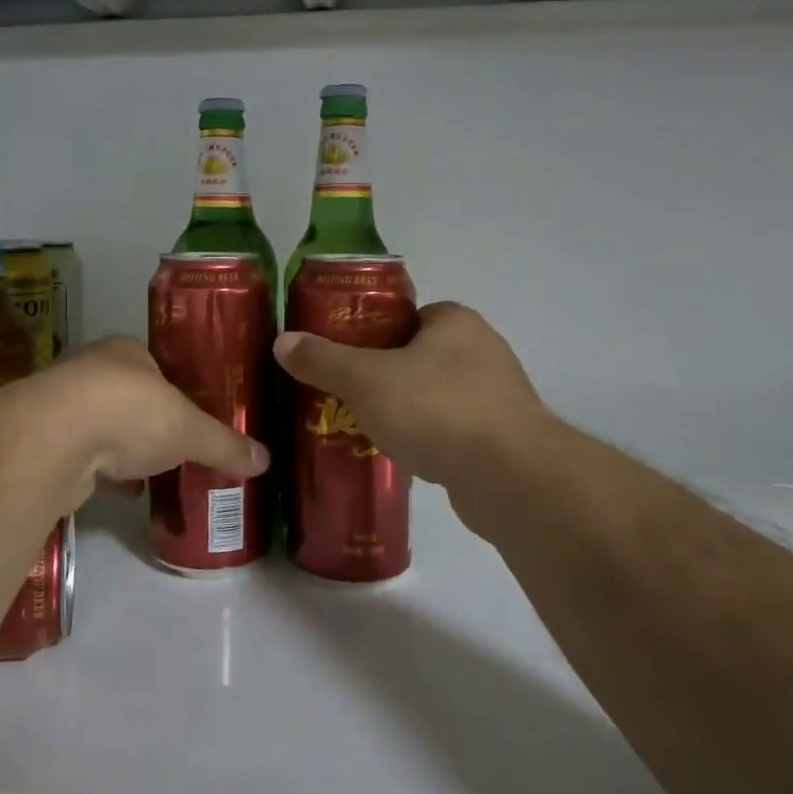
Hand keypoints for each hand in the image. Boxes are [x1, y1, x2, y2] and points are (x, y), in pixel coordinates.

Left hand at [34, 337, 269, 509]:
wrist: (54, 440)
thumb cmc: (130, 412)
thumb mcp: (190, 429)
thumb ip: (225, 444)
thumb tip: (266, 461)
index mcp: (126, 351)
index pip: (158, 365)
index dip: (178, 388)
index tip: (195, 413)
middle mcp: (92, 370)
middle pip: (130, 396)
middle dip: (151, 421)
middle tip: (179, 445)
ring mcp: (64, 406)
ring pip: (104, 426)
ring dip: (126, 448)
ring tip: (157, 470)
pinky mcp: (46, 443)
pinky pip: (86, 456)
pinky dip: (106, 472)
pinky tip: (127, 491)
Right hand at [273, 303, 545, 490]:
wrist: (510, 477)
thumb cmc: (436, 409)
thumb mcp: (366, 379)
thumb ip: (323, 359)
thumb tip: (282, 341)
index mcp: (455, 321)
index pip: (405, 316)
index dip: (370, 334)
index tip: (342, 359)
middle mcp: (482, 350)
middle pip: (417, 356)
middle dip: (382, 376)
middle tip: (345, 396)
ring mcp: (497, 396)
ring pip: (435, 395)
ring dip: (406, 410)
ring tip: (366, 429)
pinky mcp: (503, 438)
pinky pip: (452, 430)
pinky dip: (429, 439)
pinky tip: (404, 457)